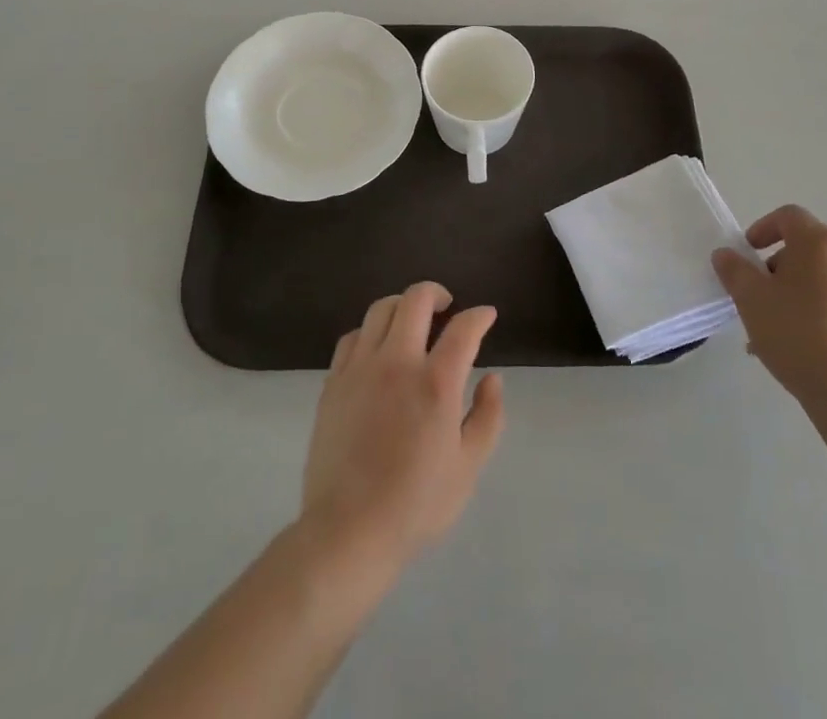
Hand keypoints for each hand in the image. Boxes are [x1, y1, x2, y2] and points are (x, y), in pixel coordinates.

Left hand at [299, 283, 504, 577]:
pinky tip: (378, 350)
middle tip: (446, 307)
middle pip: (416, 299)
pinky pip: (352, 337)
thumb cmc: (415, 505)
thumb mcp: (468, 467)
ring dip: (402, 307)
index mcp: (436, 382)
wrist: (347, 532)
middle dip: (437, 293)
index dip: (479, 316)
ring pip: (381, 309)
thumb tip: (492, 379)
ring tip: (412, 323)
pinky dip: (371, 332)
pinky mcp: (334, 382)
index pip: (463, 328)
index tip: (486, 315)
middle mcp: (397, 362)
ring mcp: (360, 368)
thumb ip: (487, 416)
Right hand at [711, 207, 826, 433]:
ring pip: (825, 279)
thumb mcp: (751, 300)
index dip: (763, 229)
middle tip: (759, 299)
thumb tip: (726, 254)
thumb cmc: (797, 336)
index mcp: (820, 243)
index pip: (788, 217)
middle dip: (778, 269)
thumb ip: (734, 270)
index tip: (747, 255)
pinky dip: (822, 312)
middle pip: (807, 249)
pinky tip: (806, 347)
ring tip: (778, 330)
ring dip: (799, 293)